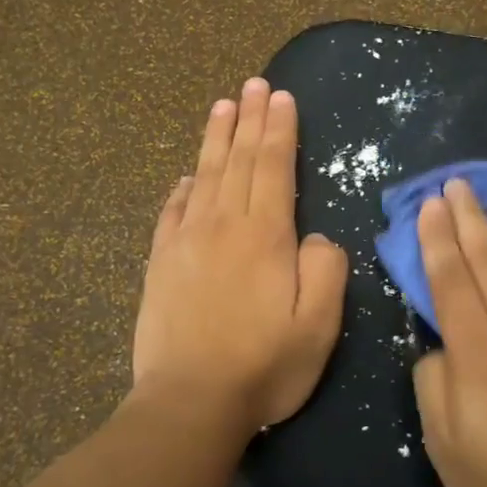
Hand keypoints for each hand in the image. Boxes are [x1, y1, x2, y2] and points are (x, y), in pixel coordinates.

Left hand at [132, 78, 349, 433]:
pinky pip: (172, 212)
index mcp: (266, 235)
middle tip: (253, 84)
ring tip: (222, 105)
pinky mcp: (160, 263)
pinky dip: (182, 188)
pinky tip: (186, 176)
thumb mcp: (320, 323)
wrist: (190, 402)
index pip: (273, 167)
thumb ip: (326, 268)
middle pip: (238, 160)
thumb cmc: (265, 365)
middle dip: (249, 119)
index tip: (280, 96)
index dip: (279, 129)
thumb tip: (315, 236)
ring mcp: (186, 241)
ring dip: (215, 138)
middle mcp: (224, 225)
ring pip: (204, 176)